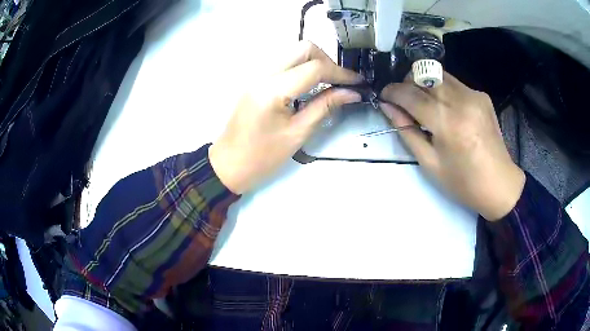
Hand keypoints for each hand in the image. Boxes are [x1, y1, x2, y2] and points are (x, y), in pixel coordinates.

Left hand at [209, 41, 362, 193]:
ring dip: (314, 62)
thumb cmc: (262, 157)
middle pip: (302, 49)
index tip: (358, 82)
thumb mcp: (298, 134)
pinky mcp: (256, 80)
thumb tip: (351, 93)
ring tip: (328, 83)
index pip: (314, 68)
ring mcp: (257, 75)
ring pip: (292, 53)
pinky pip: (283, 63)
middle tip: (340, 82)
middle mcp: (263, 75)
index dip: (341, 73)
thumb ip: (325, 107)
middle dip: (327, 61)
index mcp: (273, 90)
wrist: (228, 165)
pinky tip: (310, 85)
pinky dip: (301, 68)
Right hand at [380, 72, 524, 220]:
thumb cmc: (463, 182)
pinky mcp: (481, 95)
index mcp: (448, 122)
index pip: (410, 94)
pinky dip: (442, 90)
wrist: (499, 184)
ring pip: (438, 74)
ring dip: (424, 84)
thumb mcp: (430, 164)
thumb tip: (388, 107)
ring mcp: (473, 94)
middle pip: (423, 75)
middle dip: (407, 84)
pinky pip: (453, 83)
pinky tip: (446, 109)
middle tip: (403, 102)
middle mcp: (461, 100)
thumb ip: (407, 131)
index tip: (383, 97)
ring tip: (423, 104)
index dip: (392, 92)